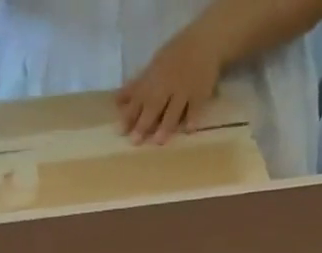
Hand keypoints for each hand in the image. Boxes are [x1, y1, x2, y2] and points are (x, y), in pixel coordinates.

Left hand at [117, 23, 223, 143]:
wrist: (204, 41)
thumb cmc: (175, 57)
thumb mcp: (154, 67)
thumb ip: (137, 86)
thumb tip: (117, 101)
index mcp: (155, 78)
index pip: (139, 97)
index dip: (129, 113)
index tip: (120, 130)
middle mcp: (168, 84)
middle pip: (154, 105)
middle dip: (144, 122)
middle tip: (135, 140)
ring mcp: (185, 90)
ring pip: (174, 109)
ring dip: (166, 124)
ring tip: (158, 141)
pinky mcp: (200, 94)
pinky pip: (196, 107)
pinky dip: (193, 117)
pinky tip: (189, 130)